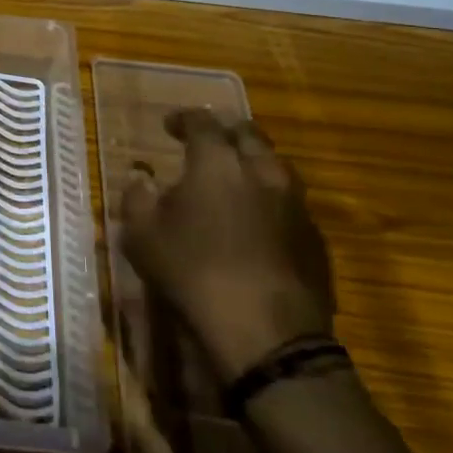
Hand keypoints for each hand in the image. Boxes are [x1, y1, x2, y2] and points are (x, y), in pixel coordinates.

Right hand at [120, 111, 332, 380]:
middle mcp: (262, 171)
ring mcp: (296, 204)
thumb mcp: (143, 235)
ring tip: (235, 180)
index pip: (202, 123)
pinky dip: (270, 201)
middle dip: (226, 133)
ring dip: (253, 164)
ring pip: (276, 167)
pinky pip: (291, 203)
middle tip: (207, 143)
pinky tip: (259, 222)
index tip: (169, 125)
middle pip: (249, 135)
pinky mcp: (315, 238)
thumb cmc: (193, 273)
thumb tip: (140, 177)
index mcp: (217, 162)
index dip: (184, 119)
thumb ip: (137, 197)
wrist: (267, 333)